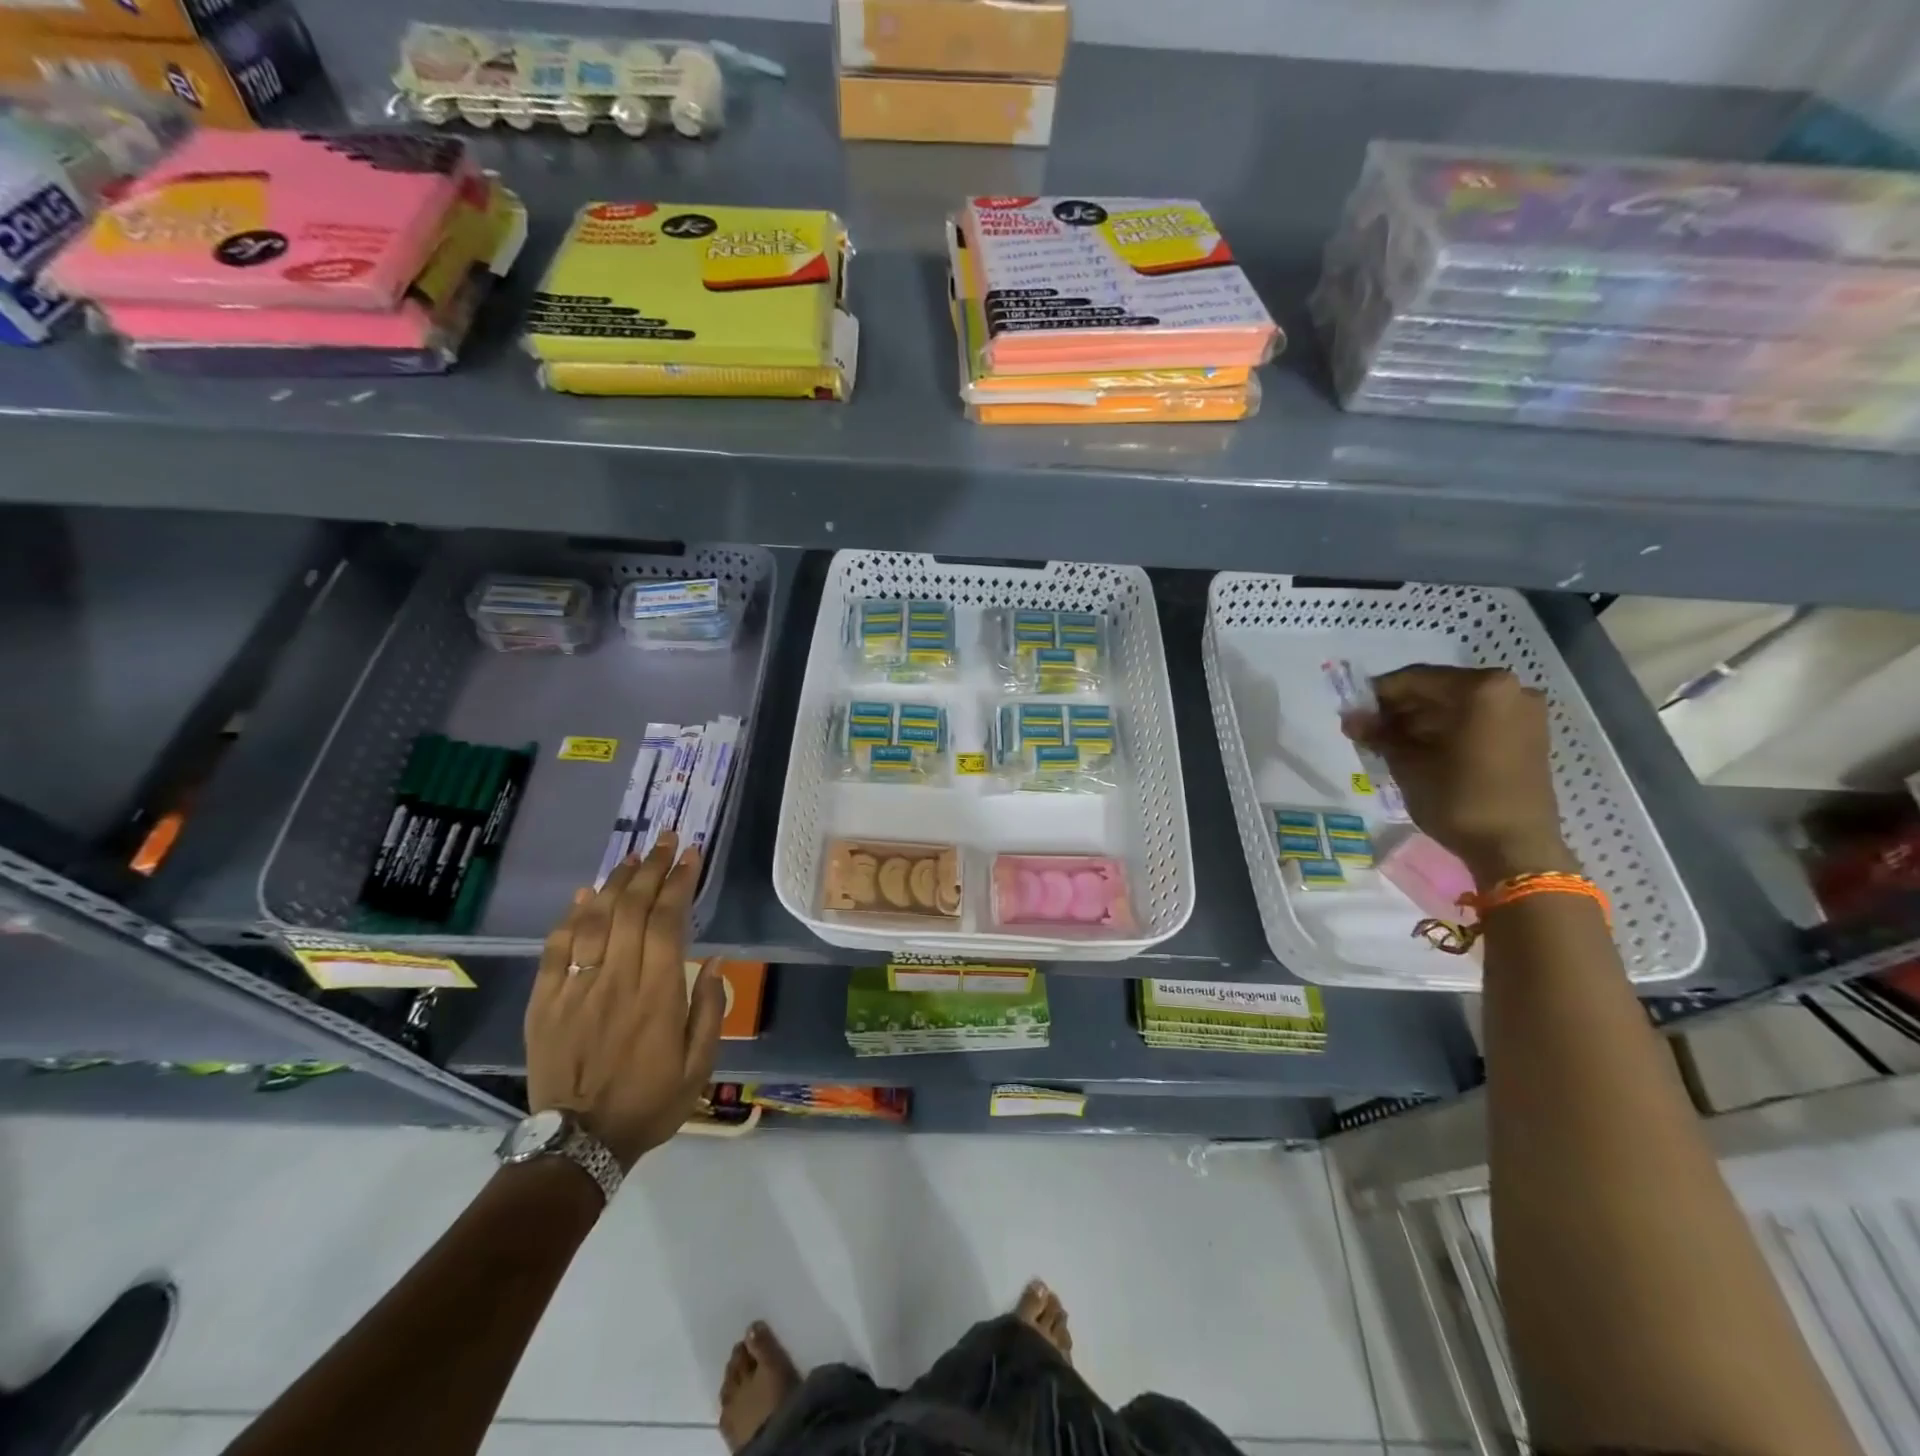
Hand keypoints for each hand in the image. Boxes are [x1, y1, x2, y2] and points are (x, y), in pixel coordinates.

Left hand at [525, 833, 723, 1169]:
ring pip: (594, 921)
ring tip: (633, 857)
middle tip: (666, 840)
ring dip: (615, 882)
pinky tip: (584, 894)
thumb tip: (712, 961)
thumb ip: (708, 1010)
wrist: (578, 1144)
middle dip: (652, 868)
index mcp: (657, 996)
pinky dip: (570, 917)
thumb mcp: (699, 1066)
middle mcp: (616, 982)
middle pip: (631, 910)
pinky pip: (556, 950)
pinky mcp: (545, 1003)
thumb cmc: (650, 1103)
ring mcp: (575, 990)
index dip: (679, 883)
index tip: (692, 855)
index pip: (667, 922)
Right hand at [1342, 665, 1574, 884]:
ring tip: (1390, 743)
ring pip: (1458, 706)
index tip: (1353, 710)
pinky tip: (1421, 749)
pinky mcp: (1528, 735)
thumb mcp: (1408, 764)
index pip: (1415, 679)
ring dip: (1421, 720)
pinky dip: (1447, 729)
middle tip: (1369, 729)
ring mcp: (1523, 712)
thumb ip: (1378, 734)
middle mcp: (1509, 689)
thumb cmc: (1459, 799)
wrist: (1515, 847)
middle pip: (1439, 689)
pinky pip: (1477, 720)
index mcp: (1482, 688)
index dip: (1378, 694)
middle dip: (1401, 708)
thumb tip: (1351, 717)